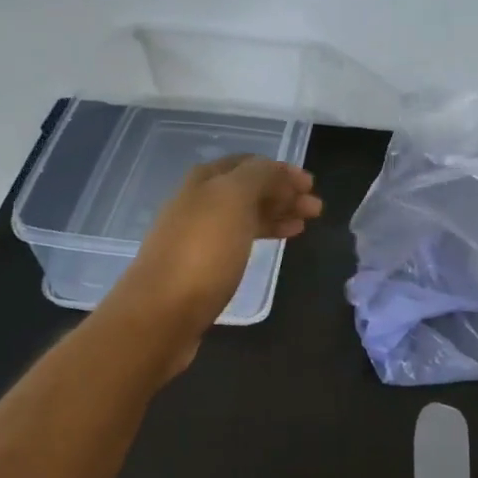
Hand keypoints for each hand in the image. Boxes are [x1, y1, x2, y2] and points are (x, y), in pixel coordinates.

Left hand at [104, 155, 322, 367]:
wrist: (161, 314)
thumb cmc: (202, 252)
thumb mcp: (233, 200)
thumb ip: (258, 176)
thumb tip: (277, 170)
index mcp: (204, 181)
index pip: (248, 164)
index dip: (280, 170)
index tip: (310, 184)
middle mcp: (198, 202)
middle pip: (247, 190)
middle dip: (282, 193)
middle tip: (315, 207)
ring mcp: (198, 236)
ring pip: (245, 216)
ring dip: (276, 214)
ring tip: (305, 224)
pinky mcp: (202, 266)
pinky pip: (239, 240)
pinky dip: (262, 235)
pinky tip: (278, 243)